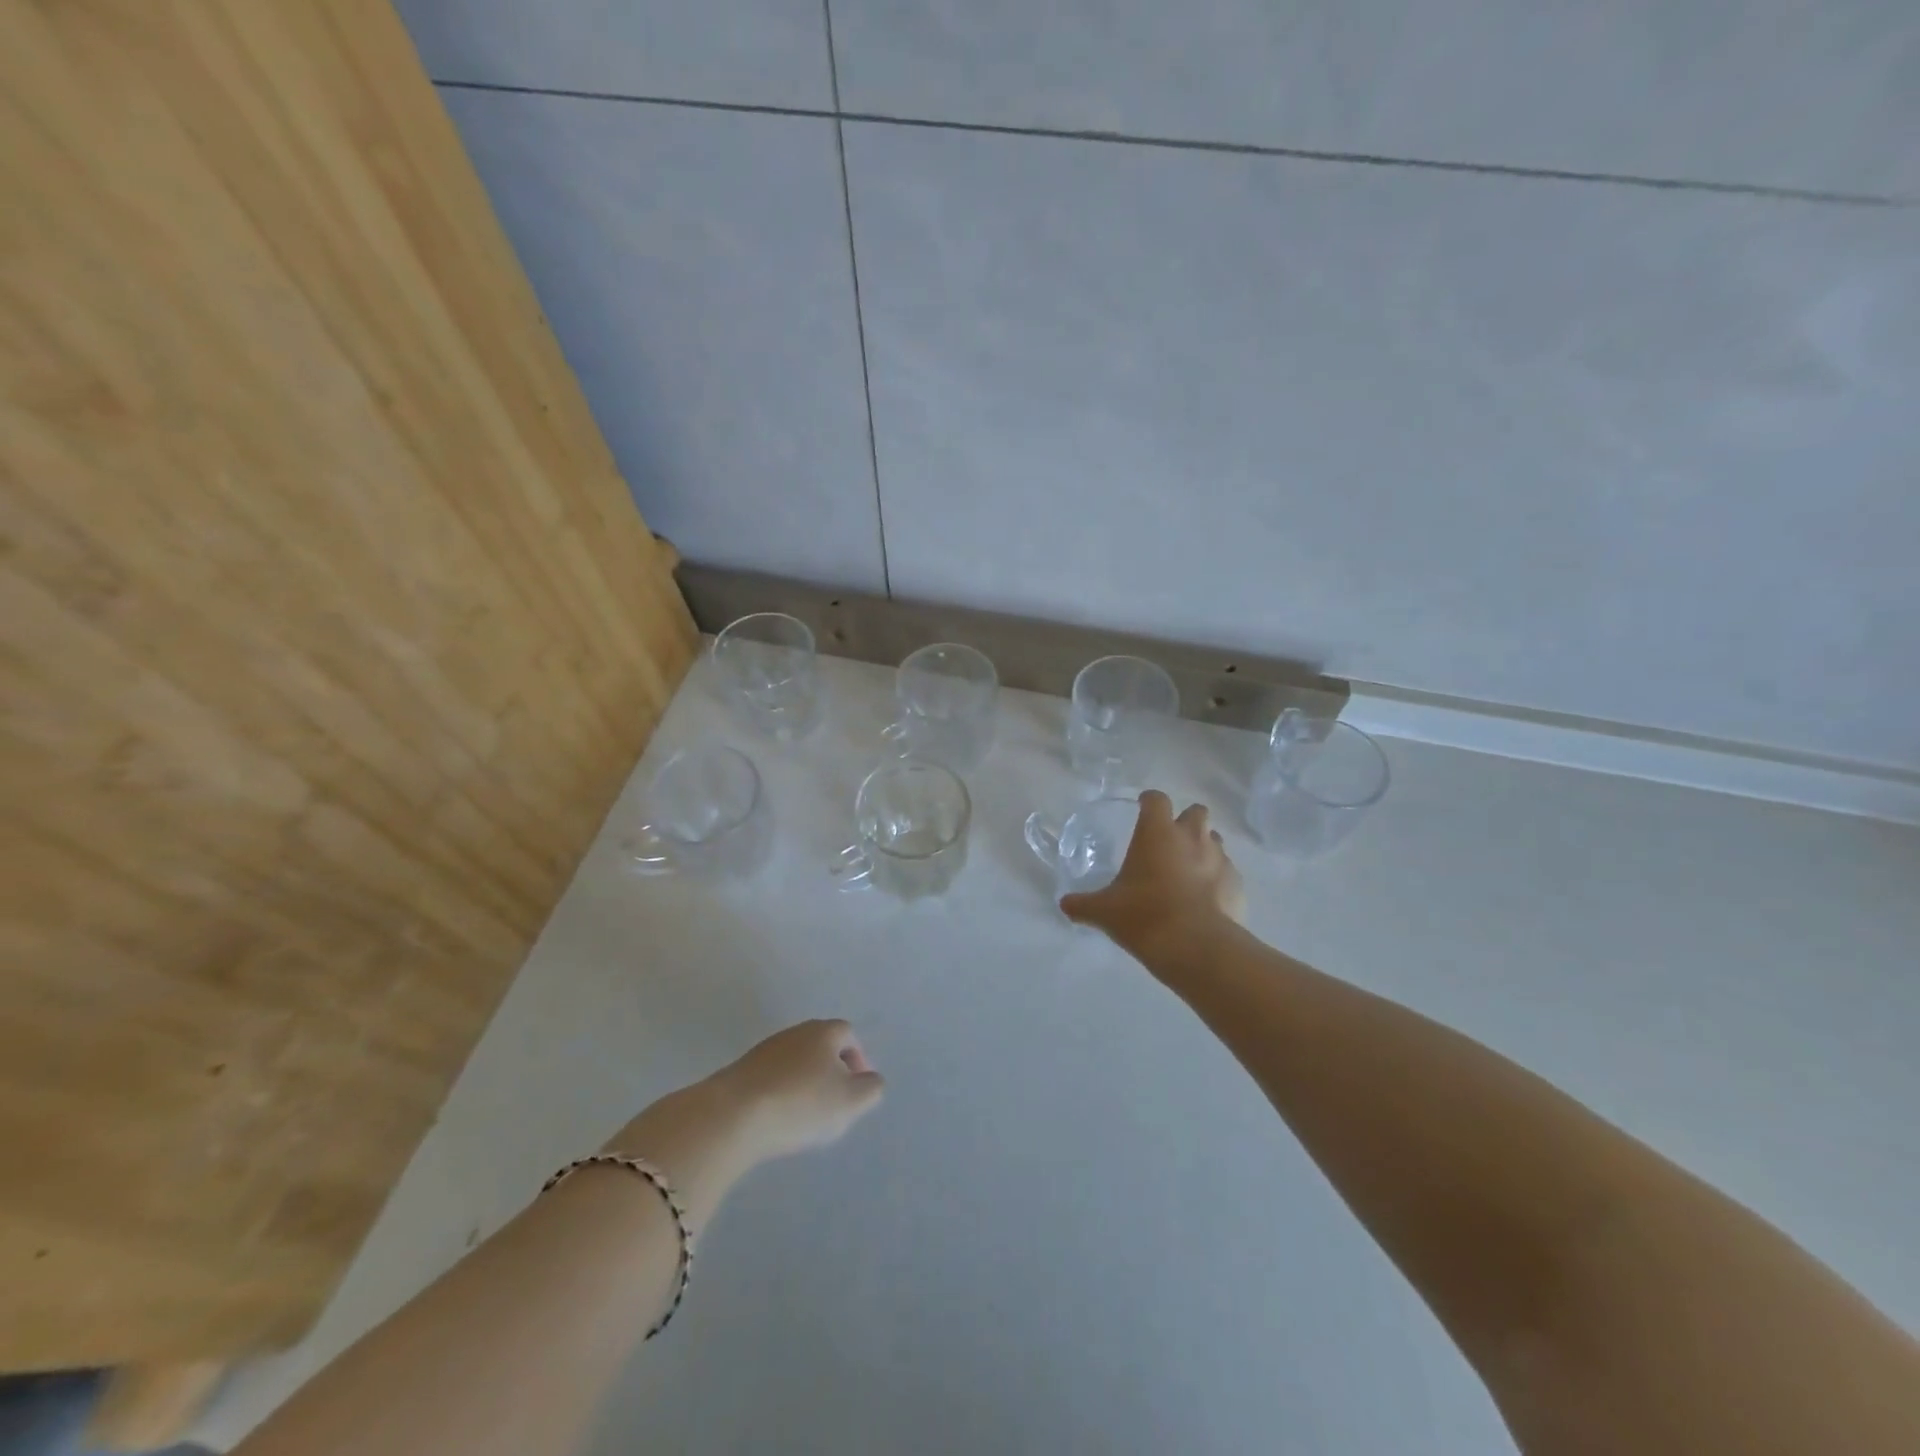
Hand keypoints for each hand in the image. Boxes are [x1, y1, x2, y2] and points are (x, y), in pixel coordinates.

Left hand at [712, 1019, 885, 1161]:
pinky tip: (778, 1117)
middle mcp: (795, 1032)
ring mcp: (765, 1049)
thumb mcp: (850, 1101)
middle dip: (831, 1069)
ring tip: (805, 1115)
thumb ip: (870, 1088)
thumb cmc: (801, 1103)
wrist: (732, 1115)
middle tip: (834, 1102)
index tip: (858, 1088)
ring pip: (795, 1060)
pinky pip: (772, 1076)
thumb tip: (871, 1080)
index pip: (848, 1034)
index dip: (858, 1058)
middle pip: (821, 1045)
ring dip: (805, 1081)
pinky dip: (781, 1091)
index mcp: (824, 1032)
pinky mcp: (741, 1070)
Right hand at [1060, 790, 1244, 956]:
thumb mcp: (1104, 911)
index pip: (1156, 799)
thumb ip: (1083, 904)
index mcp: (1157, 832)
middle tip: (1169, 842)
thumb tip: (1064, 904)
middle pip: (1196, 811)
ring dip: (1203, 848)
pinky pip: (1228, 872)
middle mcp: (1192, 837)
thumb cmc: (1144, 915)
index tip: (1142, 809)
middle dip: (1185, 821)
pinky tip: (1205, 900)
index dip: (1149, 802)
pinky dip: (1217, 879)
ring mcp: (1220, 859)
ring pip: (1214, 840)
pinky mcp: (1237, 884)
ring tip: (1188, 872)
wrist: (1196, 947)